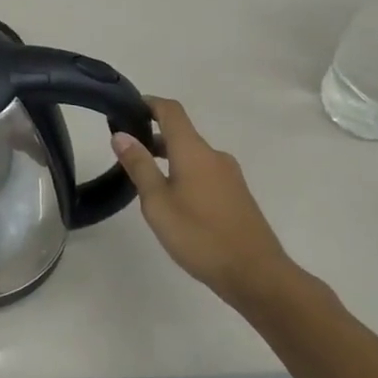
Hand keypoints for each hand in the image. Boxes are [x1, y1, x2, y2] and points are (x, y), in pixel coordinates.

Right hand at [111, 97, 291, 302]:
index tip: (127, 108)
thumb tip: (121, 134)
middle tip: (126, 151)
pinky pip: (205, 172)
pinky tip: (174, 201)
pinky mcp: (237, 195)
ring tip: (146, 180)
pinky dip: (184, 173)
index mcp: (194, 151)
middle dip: (153, 135)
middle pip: (181, 133)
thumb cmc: (200, 235)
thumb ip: (139, 166)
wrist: (256, 274)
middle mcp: (214, 155)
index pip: (171, 111)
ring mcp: (229, 176)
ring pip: (193, 155)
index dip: (149, 103)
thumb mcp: (158, 202)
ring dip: (168, 157)